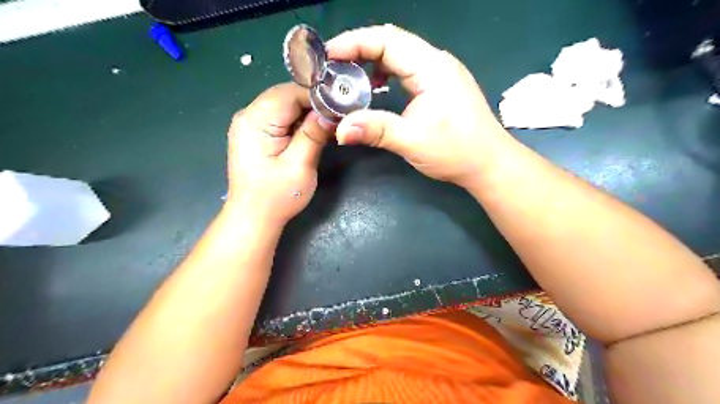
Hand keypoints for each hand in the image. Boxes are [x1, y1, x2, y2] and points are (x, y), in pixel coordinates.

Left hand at [224, 82, 333, 225]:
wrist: (253, 218)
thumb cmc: (276, 196)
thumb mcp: (300, 165)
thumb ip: (314, 134)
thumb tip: (331, 111)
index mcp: (256, 120)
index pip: (290, 92)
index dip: (317, 96)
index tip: (341, 105)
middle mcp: (248, 115)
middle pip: (286, 96)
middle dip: (313, 104)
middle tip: (337, 116)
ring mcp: (250, 124)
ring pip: (285, 106)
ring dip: (307, 113)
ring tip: (328, 125)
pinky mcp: (256, 134)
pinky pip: (281, 118)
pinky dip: (298, 122)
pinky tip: (312, 132)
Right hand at [326, 23, 511, 187]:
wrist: (489, 163)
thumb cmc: (456, 151)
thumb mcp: (412, 140)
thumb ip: (375, 130)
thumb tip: (340, 131)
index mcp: (431, 67)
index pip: (387, 40)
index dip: (354, 43)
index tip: (329, 56)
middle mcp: (436, 63)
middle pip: (392, 43)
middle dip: (359, 50)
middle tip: (333, 67)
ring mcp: (440, 73)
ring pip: (400, 56)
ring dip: (372, 62)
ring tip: (350, 77)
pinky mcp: (440, 86)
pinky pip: (407, 70)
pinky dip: (387, 75)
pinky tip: (377, 89)